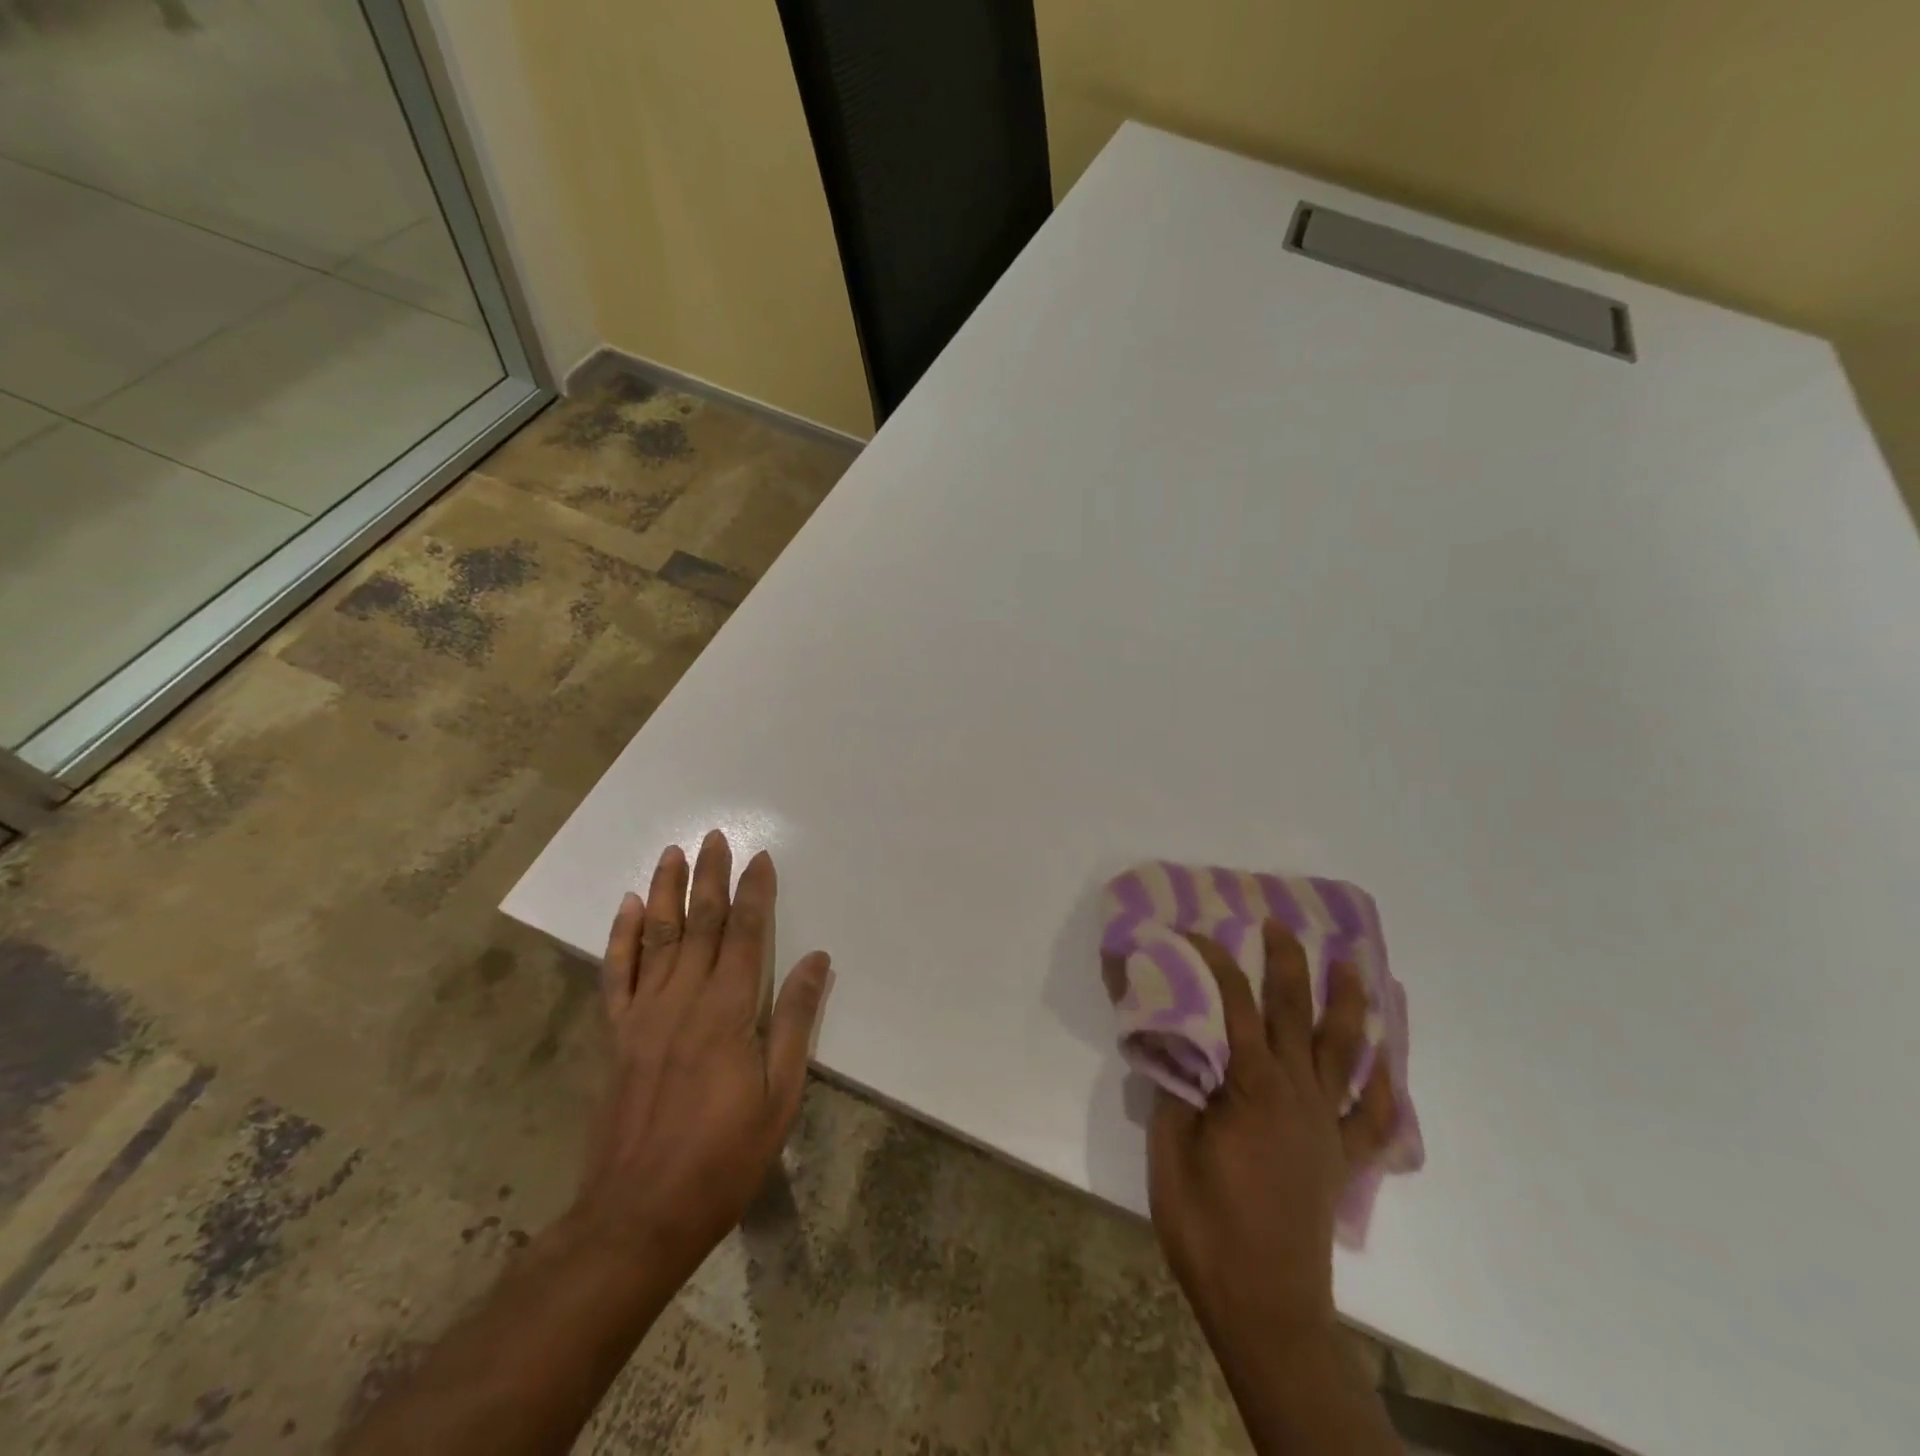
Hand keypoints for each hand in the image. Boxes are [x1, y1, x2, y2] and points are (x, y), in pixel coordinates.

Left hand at [572, 831, 832, 1293]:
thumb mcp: (780, 1095)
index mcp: (728, 1012)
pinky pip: (617, 975)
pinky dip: (622, 937)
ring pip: (657, 937)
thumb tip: (816, 958)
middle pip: (699, 924)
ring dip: (667, 891)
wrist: (639, 1215)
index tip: (760, 858)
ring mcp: (644, 1016)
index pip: (744, 935)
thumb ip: (796, 1020)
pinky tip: (629, 907)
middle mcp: (684, 1000)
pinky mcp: (617, 1036)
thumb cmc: (724, 1158)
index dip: (753, 893)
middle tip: (714, 837)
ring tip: (673, 853)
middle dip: (709, 877)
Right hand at [1147, 921, 1397, 1360]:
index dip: (1213, 961)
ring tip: (1353, 966)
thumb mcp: (1169, 1148)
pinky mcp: (1343, 1158)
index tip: (1191, 932)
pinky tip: (1388, 1064)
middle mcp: (1298, 1093)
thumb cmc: (1207, 1224)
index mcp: (1253, 1085)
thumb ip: (1174, 1084)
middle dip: (1287, 963)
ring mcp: (1327, 1124)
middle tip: (1279, 924)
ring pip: (1345, 1051)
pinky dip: (1384, 1084)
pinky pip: (1373, 1115)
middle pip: (1296, 1012)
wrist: (1264, 1304)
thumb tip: (1170, 1034)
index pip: (1234, 1003)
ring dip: (1349, 1004)